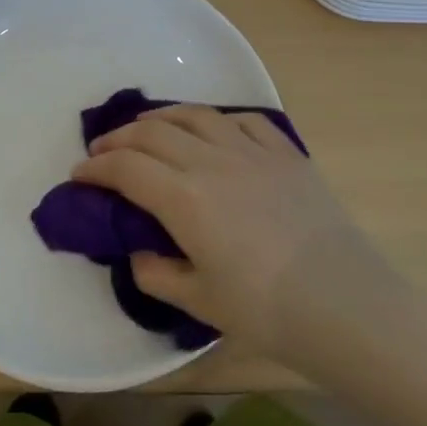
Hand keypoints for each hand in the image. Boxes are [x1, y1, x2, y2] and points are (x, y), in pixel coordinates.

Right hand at [72, 104, 395, 358]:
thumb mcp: (200, 302)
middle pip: (153, 132)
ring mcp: (251, 150)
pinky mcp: (284, 152)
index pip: (126, 168)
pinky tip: (211, 130)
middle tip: (103, 151)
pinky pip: (242, 120)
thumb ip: (158, 273)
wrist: (346, 303)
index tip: (79, 174)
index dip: (96, 167)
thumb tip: (140, 253)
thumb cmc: (267, 310)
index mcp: (184, 197)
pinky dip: (216, 120)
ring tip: (148, 128)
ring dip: (161, 117)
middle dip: (119, 138)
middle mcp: (211, 160)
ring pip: (195, 115)